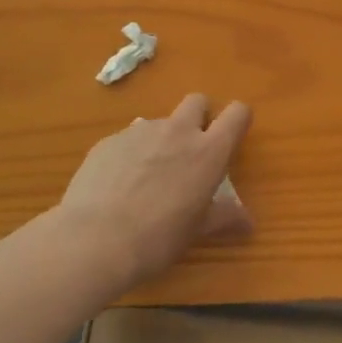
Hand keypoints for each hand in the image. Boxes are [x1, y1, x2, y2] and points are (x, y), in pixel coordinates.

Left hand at [34, 94, 252, 298]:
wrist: (93, 241)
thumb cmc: (157, 239)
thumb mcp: (196, 231)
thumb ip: (224, 217)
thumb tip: (248, 222)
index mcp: (208, 151)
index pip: (237, 114)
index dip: (238, 119)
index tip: (232, 136)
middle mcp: (178, 131)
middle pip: (197, 101)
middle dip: (198, 116)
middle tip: (190, 150)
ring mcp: (140, 131)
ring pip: (160, 122)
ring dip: (161, 139)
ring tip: (147, 176)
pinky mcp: (109, 140)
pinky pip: (128, 138)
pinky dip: (130, 154)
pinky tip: (117, 185)